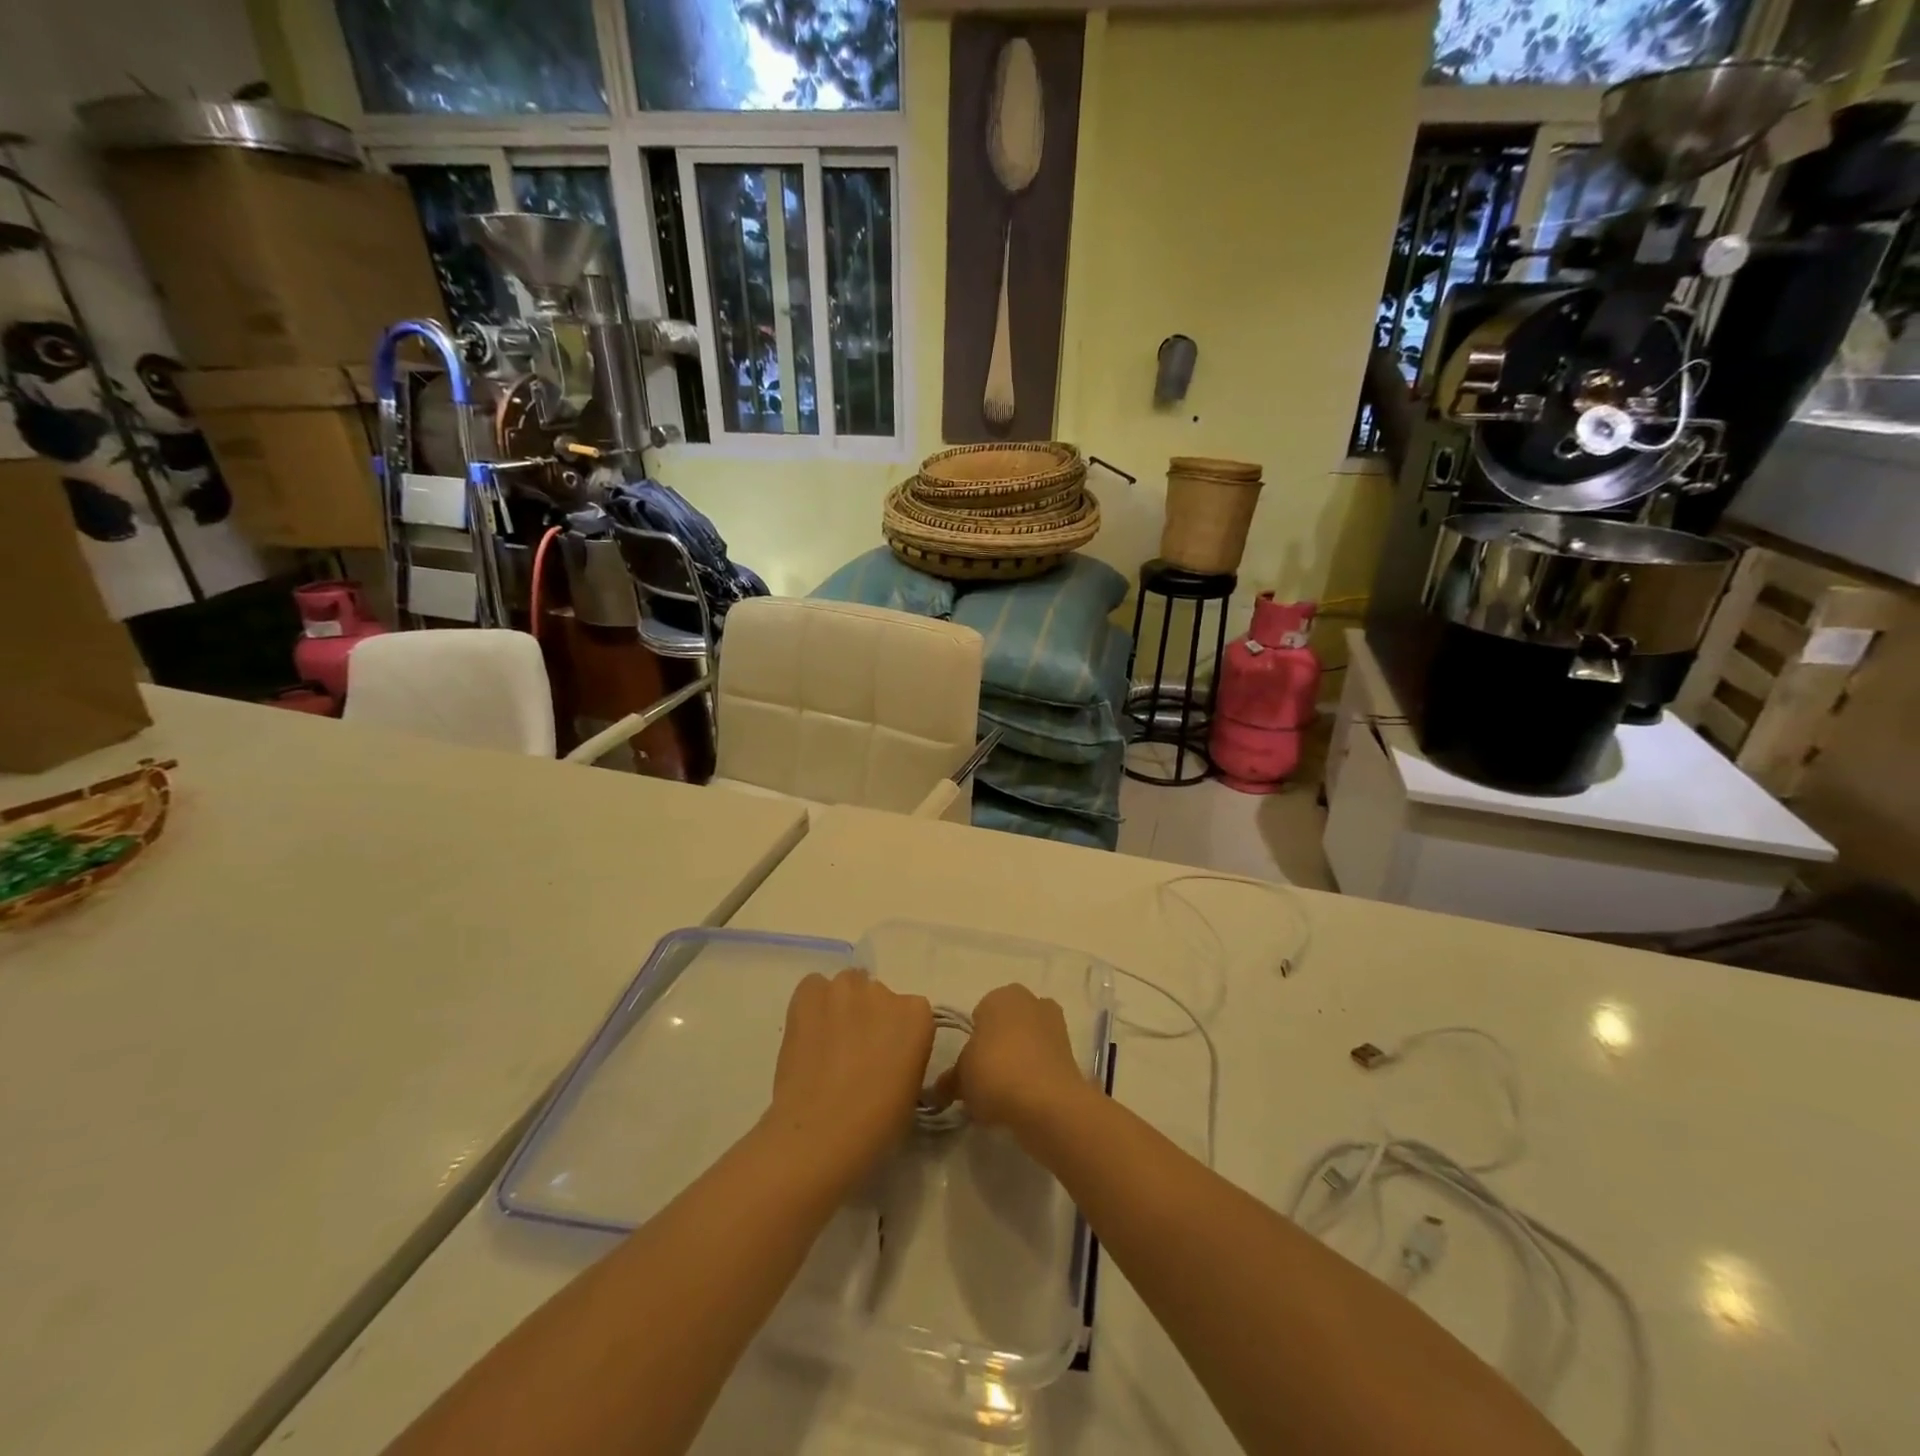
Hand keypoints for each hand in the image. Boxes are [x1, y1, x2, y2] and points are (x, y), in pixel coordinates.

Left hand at [765, 969, 933, 1186]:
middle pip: (877, 997)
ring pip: (846, 989)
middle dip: (869, 1019)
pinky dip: (812, 1005)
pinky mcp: (809, 993)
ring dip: (841, 1009)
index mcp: (917, 1014)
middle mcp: (883, 990)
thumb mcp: (912, 1091)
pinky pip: (814, 988)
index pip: (911, 1014)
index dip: (897, 1037)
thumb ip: (907, 1056)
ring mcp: (844, 988)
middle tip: (855, 1055)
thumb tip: (888, 1056)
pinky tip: (808, 1035)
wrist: (820, 1133)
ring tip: (827, 1045)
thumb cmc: (877, 1124)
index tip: (887, 1060)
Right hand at [939, 983, 1091, 1137]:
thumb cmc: (995, 1074)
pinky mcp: (1071, 1050)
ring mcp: (1055, 1024)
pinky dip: (1035, 1074)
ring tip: (1005, 1095)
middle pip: (1006, 1025)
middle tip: (985, 1080)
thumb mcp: (961, 1078)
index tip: (969, 1067)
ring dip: (1018, 1060)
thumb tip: (941, 1088)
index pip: (979, 1015)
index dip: (972, 1042)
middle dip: (997, 1047)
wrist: (1048, 1103)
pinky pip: (1043, 1060)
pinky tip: (1025, 1099)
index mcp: (1000, 996)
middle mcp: (1030, 1000)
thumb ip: (950, 1079)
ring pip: (1027, 1042)